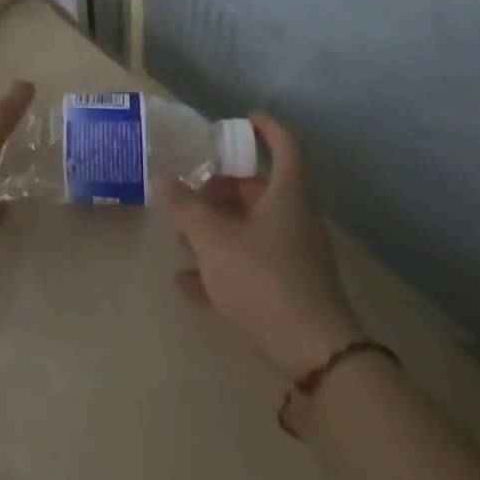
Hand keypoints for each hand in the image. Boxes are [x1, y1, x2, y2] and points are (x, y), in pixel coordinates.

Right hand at [167, 114, 364, 378]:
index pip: (284, 147)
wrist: (316, 360)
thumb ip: (185, 207)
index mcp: (287, 196)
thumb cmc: (264, 280)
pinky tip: (186, 283)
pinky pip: (250, 267)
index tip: (244, 120)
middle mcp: (294, 221)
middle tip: (190, 190)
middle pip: (258, 191)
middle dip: (221, 188)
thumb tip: (163, 177)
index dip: (266, 129)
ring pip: (251, 230)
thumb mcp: (214, 240)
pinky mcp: (288, 295)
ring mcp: (294, 260)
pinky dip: (221, 267)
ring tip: (180, 237)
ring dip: (216, 229)